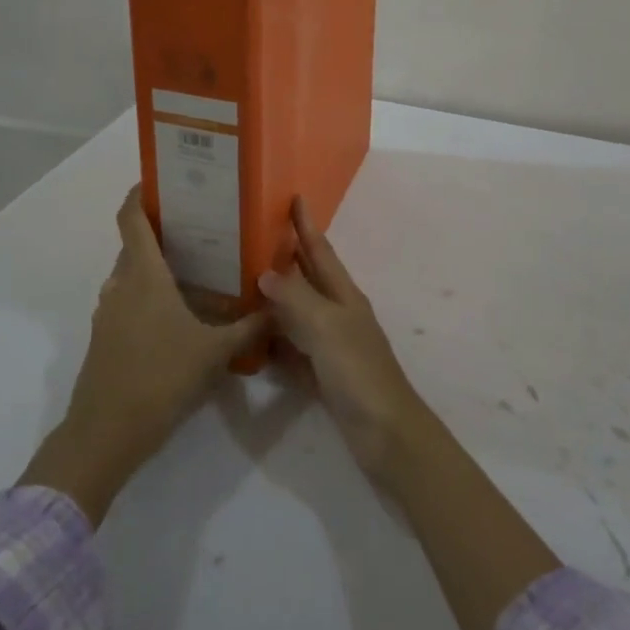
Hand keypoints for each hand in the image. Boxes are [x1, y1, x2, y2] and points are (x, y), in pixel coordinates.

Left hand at [20, 186, 271, 524]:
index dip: (140, 194)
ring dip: (154, 266)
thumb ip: (248, 328)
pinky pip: (127, 301)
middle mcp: (120, 285)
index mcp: (143, 275)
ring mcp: (108, 313)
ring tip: (194, 267)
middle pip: (134, 245)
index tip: (161, 181)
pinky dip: (147, 295)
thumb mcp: (214, 352)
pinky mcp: (105, 338)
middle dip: (161, 232)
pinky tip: (177, 313)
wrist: (105, 434)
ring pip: (130, 275)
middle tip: (200, 226)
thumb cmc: (160, 378)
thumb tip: (278, 307)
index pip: (131, 218)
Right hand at [260, 197, 432, 489]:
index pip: (320, 251)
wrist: (386, 433)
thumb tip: (265, 272)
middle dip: (287, 256)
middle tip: (255, 237)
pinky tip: (253, 340)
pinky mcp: (322, 375)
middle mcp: (338, 314)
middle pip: (308, 278)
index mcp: (344, 296)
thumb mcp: (327, 328)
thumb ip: (297, 299)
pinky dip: (274, 341)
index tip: (294, 197)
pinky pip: (292, 349)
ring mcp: (331, 346)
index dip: (306, 225)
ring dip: (275, 298)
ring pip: (297, 313)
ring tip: (242, 284)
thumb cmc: (359, 372)